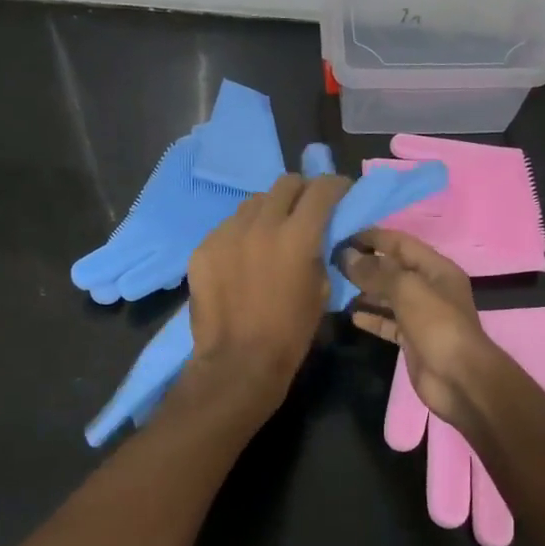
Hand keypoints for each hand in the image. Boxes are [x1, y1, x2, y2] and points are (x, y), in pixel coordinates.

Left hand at [184, 173, 348, 408]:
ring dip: (269, 210)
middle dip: (302, 191)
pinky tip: (242, 257)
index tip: (341, 192)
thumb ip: (321, 252)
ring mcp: (227, 233)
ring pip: (254, 202)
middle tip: (306, 209)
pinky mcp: (203, 247)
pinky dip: (241, 233)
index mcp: (298, 236)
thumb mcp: (322, 290)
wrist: (238, 361)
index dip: (336, 185)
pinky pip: (228, 226)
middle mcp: (261, 224)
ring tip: (270, 234)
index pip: (322, 188)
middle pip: (285, 183)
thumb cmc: (290, 333)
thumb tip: (320, 234)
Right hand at [341, 229, 504, 427]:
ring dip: (364, 291)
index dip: (372, 238)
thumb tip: (347, 256)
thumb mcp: (407, 290)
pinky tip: (350, 315)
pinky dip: (371, 318)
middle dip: (365, 265)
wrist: (459, 380)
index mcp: (436, 269)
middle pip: (393, 269)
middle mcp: (430, 288)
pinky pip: (388, 322)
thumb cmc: (437, 326)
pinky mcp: (412, 340)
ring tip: (335, 287)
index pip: (400, 243)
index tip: (341, 238)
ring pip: (388, 297)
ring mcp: (421, 315)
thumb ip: (377, 272)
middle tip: (332, 263)